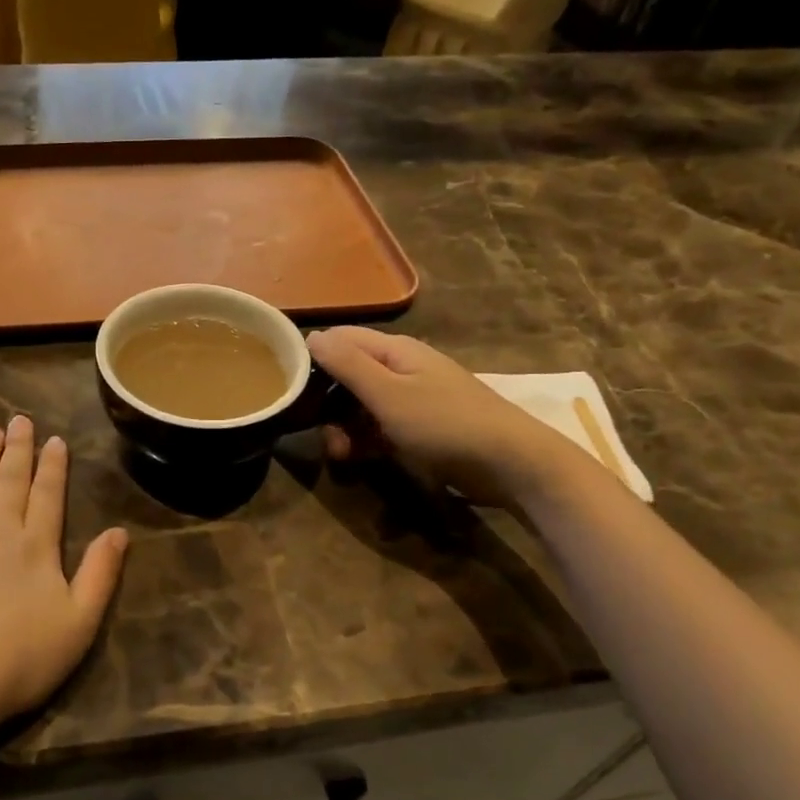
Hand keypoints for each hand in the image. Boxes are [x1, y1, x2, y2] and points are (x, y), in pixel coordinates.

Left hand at [0, 417, 127, 731]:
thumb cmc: (18, 658)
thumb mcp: (78, 623)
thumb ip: (100, 574)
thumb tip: (119, 532)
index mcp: (36, 545)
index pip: (47, 494)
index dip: (52, 466)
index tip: (54, 440)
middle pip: (9, 480)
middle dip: (17, 449)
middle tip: (19, 420)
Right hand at [306, 326, 582, 505]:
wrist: (512, 463)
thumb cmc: (445, 423)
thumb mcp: (389, 394)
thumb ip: (348, 365)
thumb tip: (311, 335)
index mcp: (394, 350)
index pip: (340, 339)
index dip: (312, 358)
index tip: (288, 386)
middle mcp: (401, 368)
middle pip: (348, 375)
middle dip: (327, 403)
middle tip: (316, 431)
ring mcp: (413, 399)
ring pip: (361, 406)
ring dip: (344, 428)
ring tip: (341, 455)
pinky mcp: (421, 429)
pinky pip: (380, 428)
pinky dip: (366, 441)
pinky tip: (360, 460)